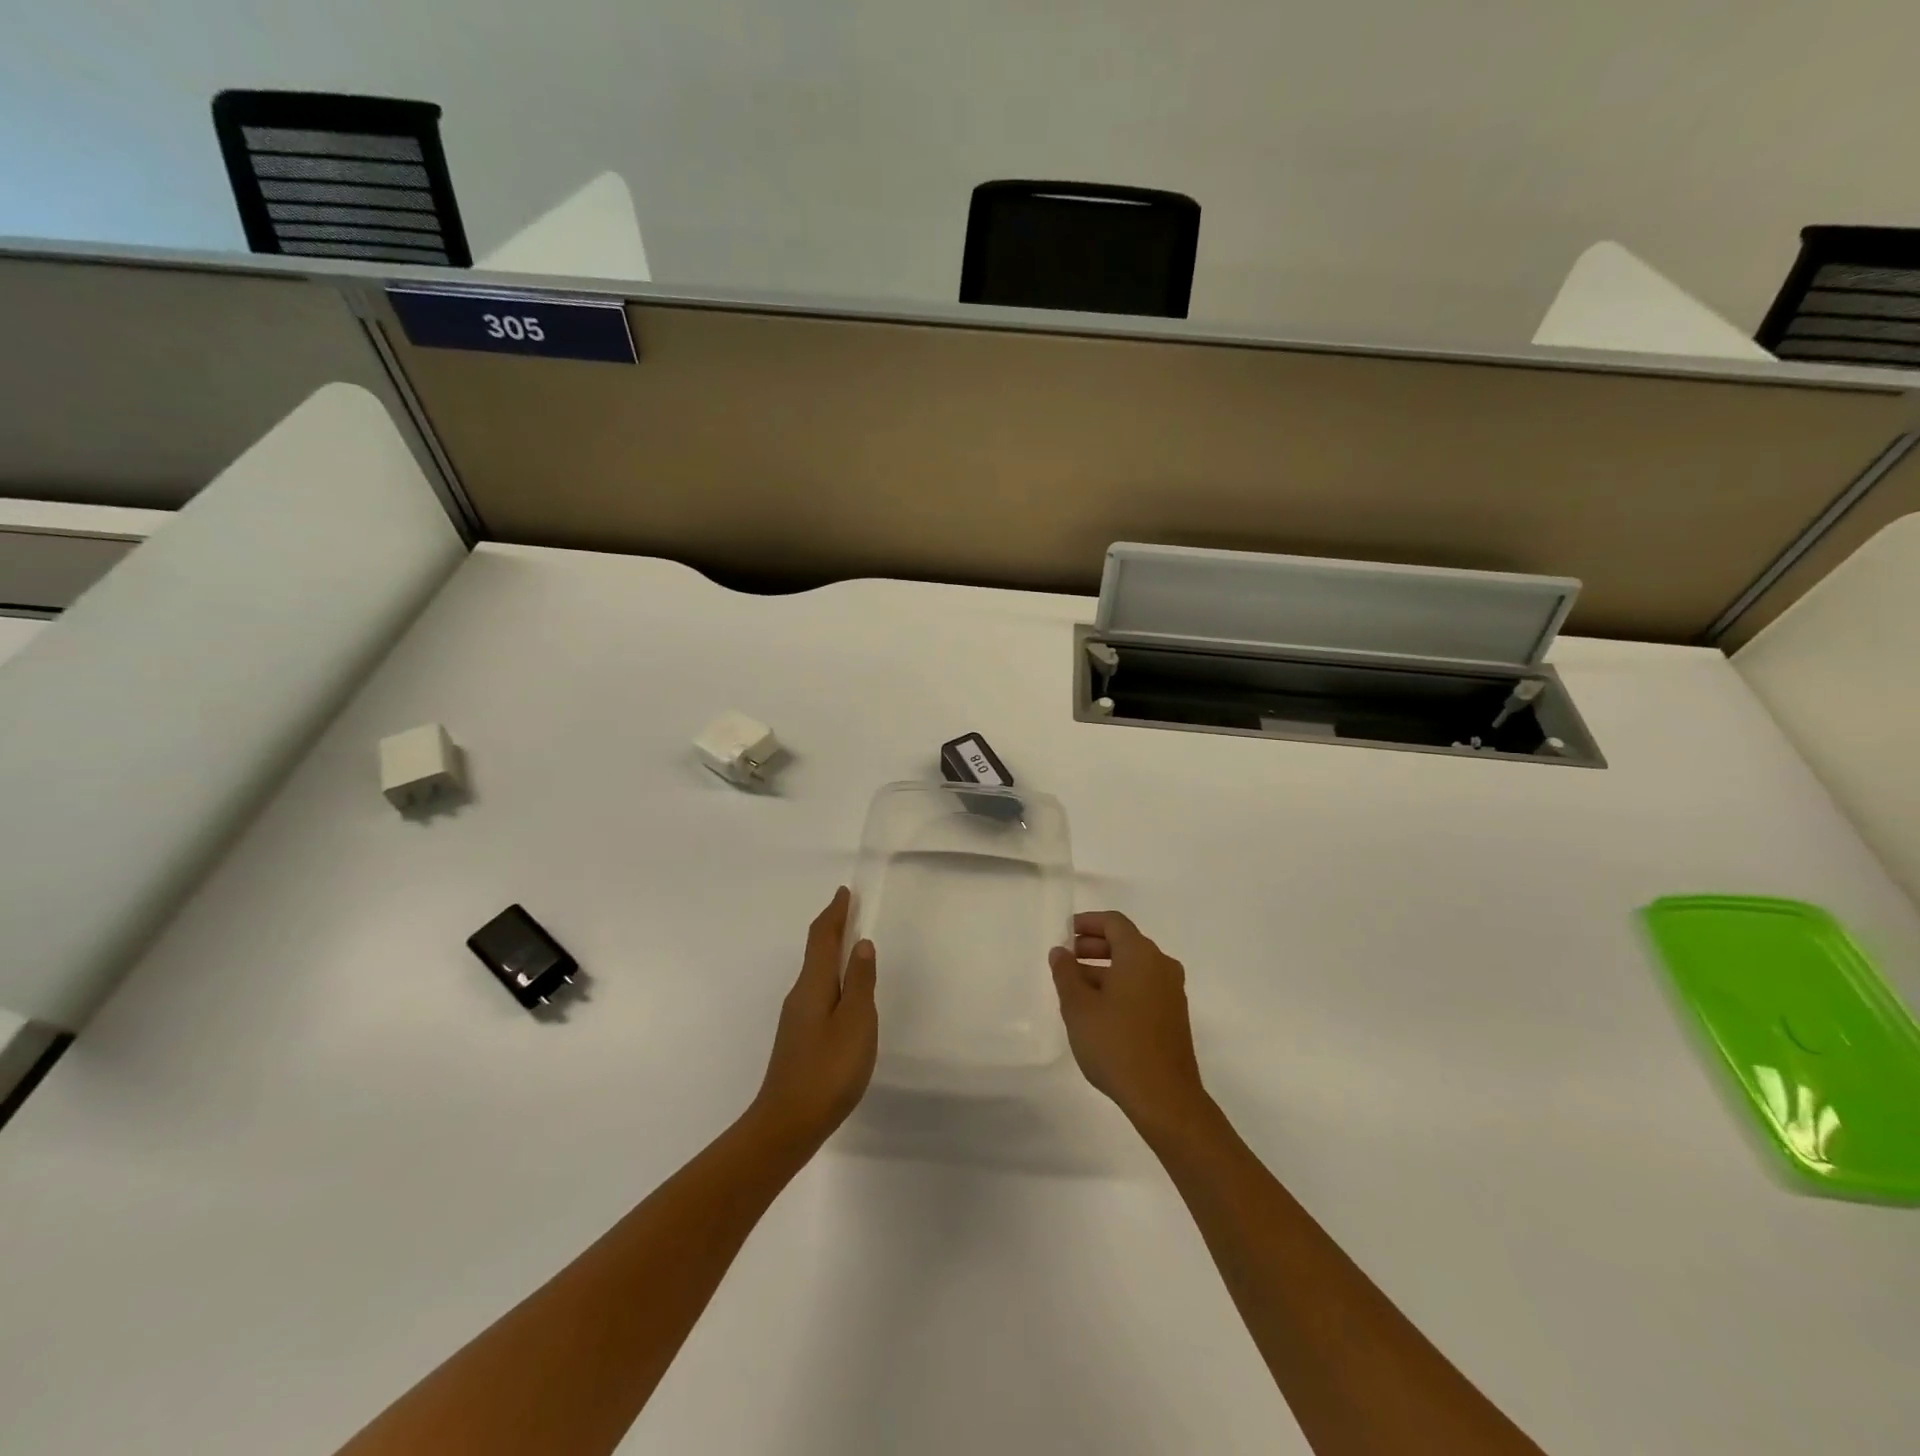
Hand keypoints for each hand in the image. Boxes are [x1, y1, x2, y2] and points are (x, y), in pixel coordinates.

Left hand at [749, 887, 877, 1151]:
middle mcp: (799, 995)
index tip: (844, 893)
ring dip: (831, 953)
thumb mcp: (855, 1022)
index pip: (823, 938)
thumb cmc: (828, 1069)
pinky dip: (830, 977)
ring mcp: (796, 1019)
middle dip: (832, 928)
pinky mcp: (798, 1039)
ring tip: (850, 945)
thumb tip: (861, 944)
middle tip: (850, 911)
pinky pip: (816, 992)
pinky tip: (841, 993)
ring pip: (815, 973)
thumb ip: (859, 982)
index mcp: (812, 985)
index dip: (834, 913)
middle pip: (816, 952)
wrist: (787, 1124)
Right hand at [1050, 911, 1209, 1135]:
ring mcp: (1171, 991)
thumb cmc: (1116, 1044)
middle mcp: (1161, 965)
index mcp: (1140, 955)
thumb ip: (1066, 974)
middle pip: (1126, 942)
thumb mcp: (1078, 1007)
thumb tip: (1061, 952)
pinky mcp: (1174, 1015)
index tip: (1066, 931)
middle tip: (1068, 957)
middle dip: (1095, 946)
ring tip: (1077, 986)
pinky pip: (1144, 985)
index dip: (1088, 922)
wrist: (1164, 1097)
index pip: (1114, 923)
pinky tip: (1100, 1008)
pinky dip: (1121, 985)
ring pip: (1135, 966)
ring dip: (1106, 968)